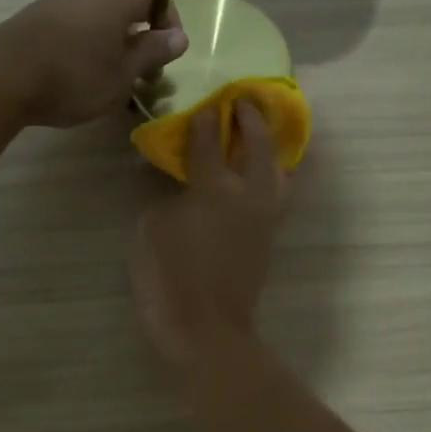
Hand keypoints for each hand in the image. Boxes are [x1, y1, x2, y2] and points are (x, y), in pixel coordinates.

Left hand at [0, 0, 185, 127]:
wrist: (1, 77)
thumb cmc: (73, 77)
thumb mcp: (122, 74)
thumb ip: (151, 53)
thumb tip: (179, 37)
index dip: (168, 22)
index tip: (168, 55)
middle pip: (125, 3)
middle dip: (139, 36)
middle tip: (141, 73)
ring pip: (97, 15)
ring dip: (110, 41)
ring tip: (109, 78)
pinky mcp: (34, 15)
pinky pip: (72, 23)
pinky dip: (84, 43)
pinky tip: (77, 73)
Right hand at [131, 103, 289, 366]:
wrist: (207, 330)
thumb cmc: (170, 277)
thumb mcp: (151, 228)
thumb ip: (168, 196)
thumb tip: (183, 184)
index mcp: (215, 189)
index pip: (210, 142)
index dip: (206, 121)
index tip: (206, 103)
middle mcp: (248, 195)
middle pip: (259, 146)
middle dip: (252, 119)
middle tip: (244, 101)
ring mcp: (264, 218)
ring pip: (279, 170)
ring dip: (271, 145)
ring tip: (262, 132)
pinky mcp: (269, 238)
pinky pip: (278, 193)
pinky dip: (273, 173)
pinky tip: (262, 170)